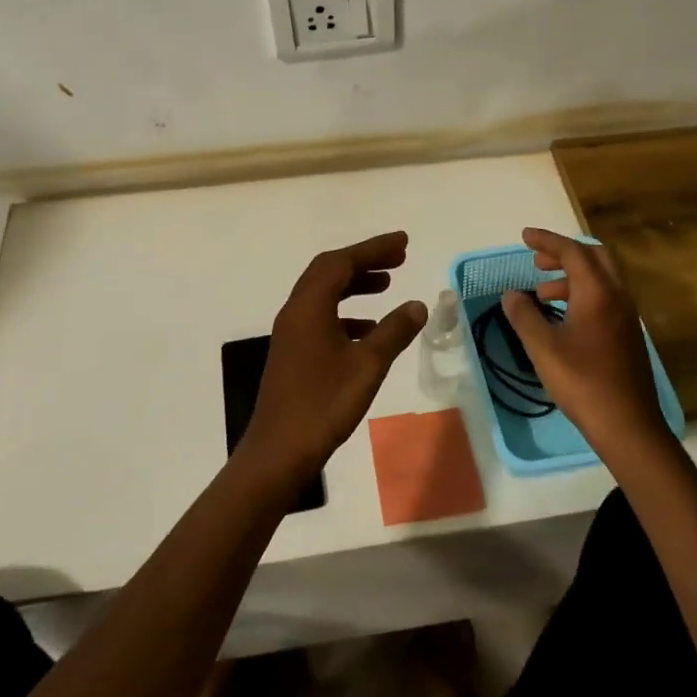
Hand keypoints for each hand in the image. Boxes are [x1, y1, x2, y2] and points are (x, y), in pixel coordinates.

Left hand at [236, 231, 427, 490]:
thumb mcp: (367, 365)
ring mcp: (291, 333)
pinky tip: (369, 329)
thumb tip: (417, 305)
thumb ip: (394, 331)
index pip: (341, 263)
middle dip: (364, 261)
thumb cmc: (324, 404)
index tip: (403, 243)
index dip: (373, 249)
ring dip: (354, 285)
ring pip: (324, 294)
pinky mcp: (293, 353)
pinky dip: (347, 313)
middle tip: (399, 258)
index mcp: (309, 307)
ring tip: (387, 285)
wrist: (279, 452)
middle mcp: (295, 312)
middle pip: (329, 272)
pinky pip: (321, 317)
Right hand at [498, 228, 673, 463]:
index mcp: (598, 292)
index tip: (524, 236)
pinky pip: (605, 298)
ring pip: (601, 279)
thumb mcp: (542, 347)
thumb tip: (512, 294)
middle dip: (564, 253)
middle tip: (537, 261)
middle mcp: (617, 296)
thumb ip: (524, 315)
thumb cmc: (582, 381)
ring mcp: (626, 316)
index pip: (572, 251)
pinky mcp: (627, 334)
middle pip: (594, 257)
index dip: (547, 241)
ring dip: (571, 276)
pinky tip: (562, 317)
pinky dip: (582, 294)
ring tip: (542, 293)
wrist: (627, 424)